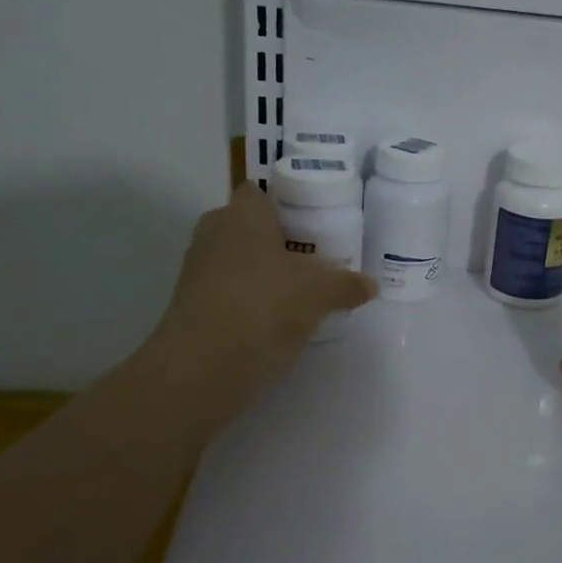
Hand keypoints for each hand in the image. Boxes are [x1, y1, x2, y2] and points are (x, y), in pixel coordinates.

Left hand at [144, 183, 375, 423]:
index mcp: (241, 216)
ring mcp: (196, 273)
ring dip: (261, 274)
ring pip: (235, 262)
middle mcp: (213, 235)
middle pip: (245, 227)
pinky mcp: (191, 309)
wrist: (201, 370)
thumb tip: (369, 284)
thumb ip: (347, 284)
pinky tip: (276, 322)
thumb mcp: (320, 293)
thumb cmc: (264, 307)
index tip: (310, 224)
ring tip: (299, 294)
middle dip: (274, 240)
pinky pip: (227, 293)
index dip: (282, 203)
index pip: (257, 192)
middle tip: (310, 259)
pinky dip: (248, 302)